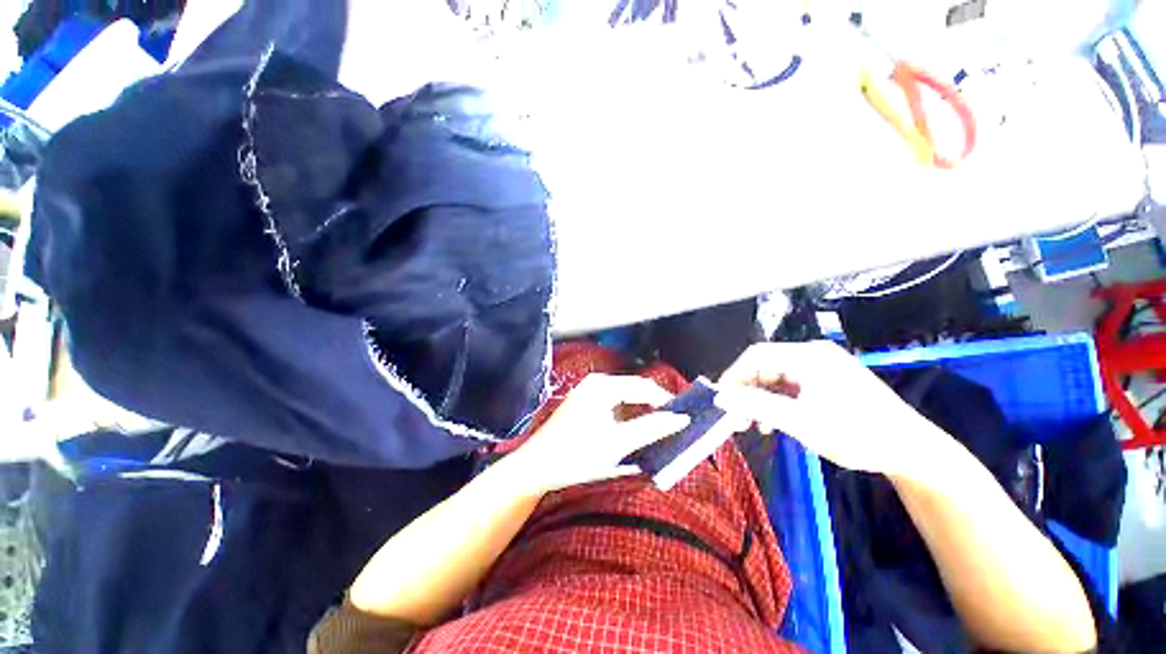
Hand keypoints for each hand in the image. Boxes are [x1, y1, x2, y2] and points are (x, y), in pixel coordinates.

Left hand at [514, 374, 690, 492]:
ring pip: (625, 398)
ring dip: (641, 413)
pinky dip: (627, 417)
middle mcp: (596, 383)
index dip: (666, 401)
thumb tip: (681, 419)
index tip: (683, 419)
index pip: (644, 386)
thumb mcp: (618, 444)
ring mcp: (588, 392)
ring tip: (656, 432)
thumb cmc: (576, 454)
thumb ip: (651, 429)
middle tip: (671, 428)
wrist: (536, 467)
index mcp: (603, 386)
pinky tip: (632, 433)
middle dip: (654, 408)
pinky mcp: (585, 404)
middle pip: (635, 390)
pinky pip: (614, 405)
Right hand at [714, 341, 946, 479]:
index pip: (756, 356)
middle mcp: (813, 354)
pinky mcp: (828, 380)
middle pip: (765, 365)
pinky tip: (776, 420)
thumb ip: (756, 406)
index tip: (722, 401)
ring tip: (756, 424)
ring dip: (761, 398)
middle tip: (738, 418)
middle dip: (747, 391)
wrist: (910, 451)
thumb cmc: (857, 434)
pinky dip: (777, 401)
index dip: (733, 376)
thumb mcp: (802, 422)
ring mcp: (822, 366)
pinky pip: (790, 385)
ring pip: (775, 377)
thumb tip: (721, 398)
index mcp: (808, 356)